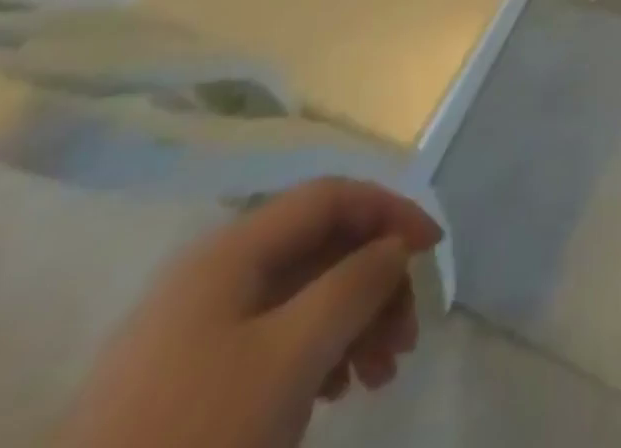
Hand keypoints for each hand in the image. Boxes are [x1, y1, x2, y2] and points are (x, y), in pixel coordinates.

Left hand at [57, 178, 441, 447]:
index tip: (433, 250)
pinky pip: (273, 341)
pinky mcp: (187, 382)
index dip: (388, 211)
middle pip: (318, 248)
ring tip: (379, 376)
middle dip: (373, 282)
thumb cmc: (196, 440)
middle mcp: (215, 274)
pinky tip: (335, 393)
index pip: (330, 197)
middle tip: (406, 338)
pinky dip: (316, 354)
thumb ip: (354, 286)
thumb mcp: (290, 358)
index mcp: (232, 250)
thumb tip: (394, 247)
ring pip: (300, 297)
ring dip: (352, 322)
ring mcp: (196, 330)